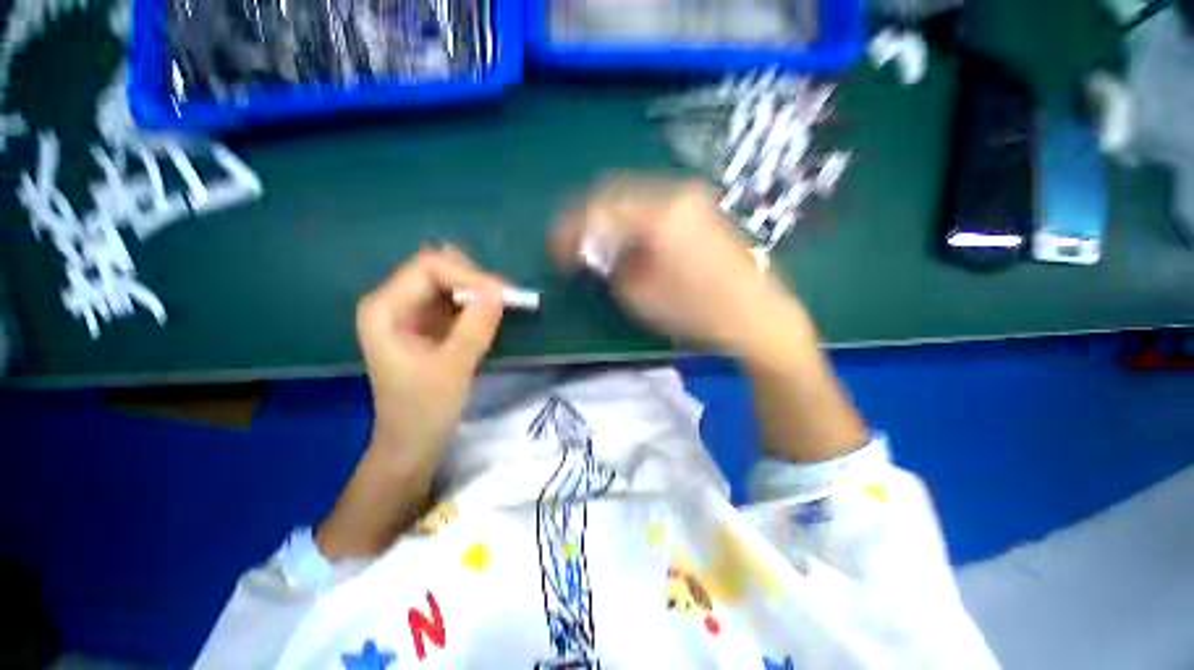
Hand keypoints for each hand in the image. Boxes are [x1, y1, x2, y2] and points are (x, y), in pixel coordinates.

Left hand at [356, 246, 507, 467]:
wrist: (413, 445)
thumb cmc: (423, 412)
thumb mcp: (452, 370)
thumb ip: (475, 328)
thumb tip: (500, 291)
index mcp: (385, 309)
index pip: (429, 268)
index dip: (468, 276)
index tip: (503, 296)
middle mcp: (396, 302)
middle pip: (440, 269)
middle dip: (475, 281)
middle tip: (507, 300)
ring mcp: (414, 313)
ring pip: (452, 283)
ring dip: (480, 292)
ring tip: (506, 306)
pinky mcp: (431, 325)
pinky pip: (458, 301)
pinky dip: (479, 304)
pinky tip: (494, 316)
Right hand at [550, 177, 814, 356]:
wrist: (756, 313)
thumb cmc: (697, 311)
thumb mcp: (640, 294)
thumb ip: (610, 264)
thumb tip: (595, 248)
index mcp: (660, 215)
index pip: (599, 210)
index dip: (570, 230)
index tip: (555, 250)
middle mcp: (675, 193)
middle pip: (614, 192)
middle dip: (586, 217)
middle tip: (571, 243)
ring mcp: (691, 197)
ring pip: (633, 196)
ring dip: (608, 216)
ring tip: (594, 242)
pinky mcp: (699, 207)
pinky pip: (652, 203)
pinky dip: (630, 218)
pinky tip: (624, 237)